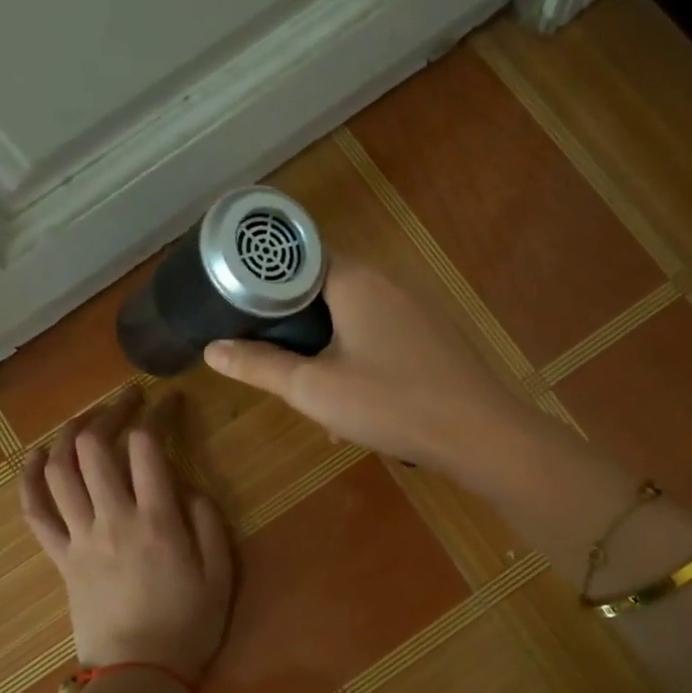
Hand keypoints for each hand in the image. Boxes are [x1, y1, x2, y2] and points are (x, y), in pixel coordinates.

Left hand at [20, 393, 233, 692]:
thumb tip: (187, 484)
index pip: (147, 446)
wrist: (139, 676)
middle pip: (94, 447)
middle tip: (128, 400)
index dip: (157, 413)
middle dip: (110, 411)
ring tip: (86, 418)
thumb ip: (208, 522)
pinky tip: (35, 456)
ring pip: (59, 471)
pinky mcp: (60, 558)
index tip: (170, 401)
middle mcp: (113, 519)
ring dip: (68, 435)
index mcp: (157, 521)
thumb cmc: (189, 626)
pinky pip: (35, 512)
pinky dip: (29, 479)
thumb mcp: (221, 574)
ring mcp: (80, 538)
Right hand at [203, 257, 539, 485]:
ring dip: (327, 355)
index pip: (297, 258)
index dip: (265, 282)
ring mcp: (415, 309)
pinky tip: (357, 410)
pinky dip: (358, 364)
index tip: (240, 311)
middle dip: (295, 329)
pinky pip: (379, 339)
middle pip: (322, 291)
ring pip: (351, 321)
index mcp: (354, 280)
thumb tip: (212, 349)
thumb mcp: (313, 389)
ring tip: (317, 401)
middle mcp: (387, 282)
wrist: (479, 434)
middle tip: (275, 364)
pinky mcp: (431, 337)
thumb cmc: (390, 403)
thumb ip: (260, 366)